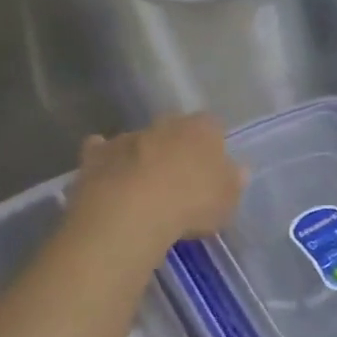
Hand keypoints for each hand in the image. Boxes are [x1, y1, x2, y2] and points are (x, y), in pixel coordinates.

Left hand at [71, 114, 245, 245]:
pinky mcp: (97, 154)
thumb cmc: (190, 204)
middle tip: (178, 177)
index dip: (212, 145)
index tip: (211, 167)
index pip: (213, 126)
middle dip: (176, 147)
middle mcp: (166, 125)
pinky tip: (107, 174)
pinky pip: (101, 150)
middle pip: (174, 129)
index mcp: (202, 130)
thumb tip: (239, 170)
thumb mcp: (226, 201)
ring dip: (142, 155)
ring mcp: (129, 136)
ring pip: (140, 140)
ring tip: (143, 186)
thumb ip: (233, 182)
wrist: (131, 212)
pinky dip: (104, 158)